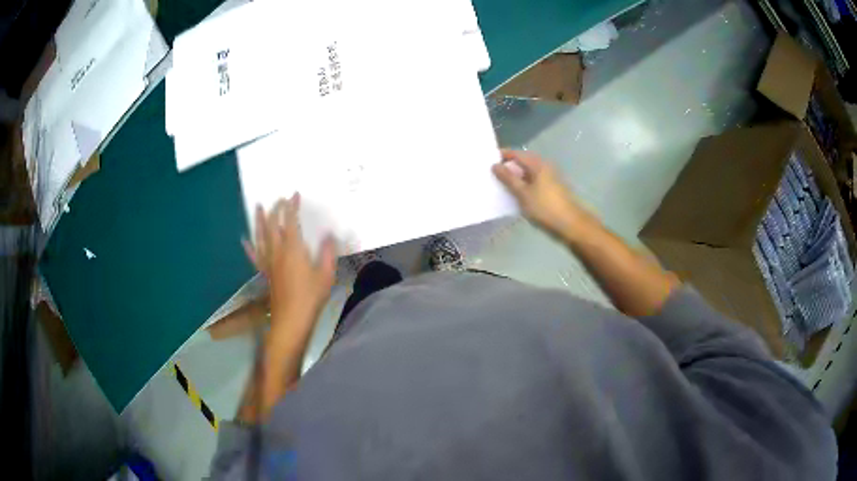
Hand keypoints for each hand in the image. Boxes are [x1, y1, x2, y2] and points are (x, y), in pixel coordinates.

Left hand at [242, 193, 336, 329]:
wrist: (291, 319)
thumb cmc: (311, 297)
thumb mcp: (326, 274)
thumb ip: (328, 252)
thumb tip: (329, 235)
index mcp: (293, 249)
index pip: (290, 221)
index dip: (292, 206)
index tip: (294, 195)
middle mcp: (277, 251)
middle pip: (272, 224)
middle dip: (275, 209)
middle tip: (279, 199)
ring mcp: (268, 262)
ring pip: (260, 236)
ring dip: (259, 221)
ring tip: (258, 207)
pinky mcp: (264, 272)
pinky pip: (254, 256)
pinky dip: (249, 247)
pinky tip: (245, 240)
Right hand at [492, 149, 591, 239]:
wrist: (571, 224)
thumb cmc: (545, 207)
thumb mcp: (523, 193)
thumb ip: (508, 178)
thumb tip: (495, 165)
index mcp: (538, 164)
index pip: (516, 153)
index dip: (502, 155)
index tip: (487, 160)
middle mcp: (544, 167)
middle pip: (522, 162)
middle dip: (507, 167)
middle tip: (492, 173)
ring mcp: (549, 178)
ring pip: (527, 173)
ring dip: (515, 177)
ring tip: (500, 184)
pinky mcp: (551, 189)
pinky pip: (533, 182)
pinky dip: (523, 185)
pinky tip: (515, 194)